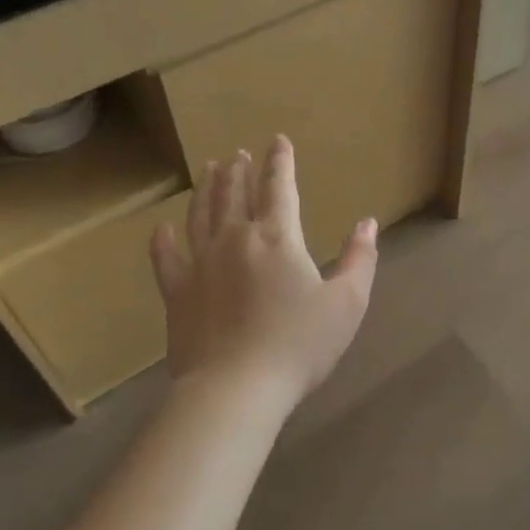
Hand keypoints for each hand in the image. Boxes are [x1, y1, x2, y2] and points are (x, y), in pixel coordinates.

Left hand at [150, 137, 377, 405]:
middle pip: (234, 194)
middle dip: (238, 171)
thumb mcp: (347, 303)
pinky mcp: (177, 292)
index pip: (279, 187)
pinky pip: (166, 258)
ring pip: (201, 215)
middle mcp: (235, 239)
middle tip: (237, 154)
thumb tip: (367, 223)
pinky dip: (164, 240)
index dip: (280, 162)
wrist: (235, 389)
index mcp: (278, 238)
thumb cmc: (299, 345)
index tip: (277, 141)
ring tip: (208, 170)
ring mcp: (200, 264)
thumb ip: (360, 259)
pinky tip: (162, 228)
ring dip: (206, 189)